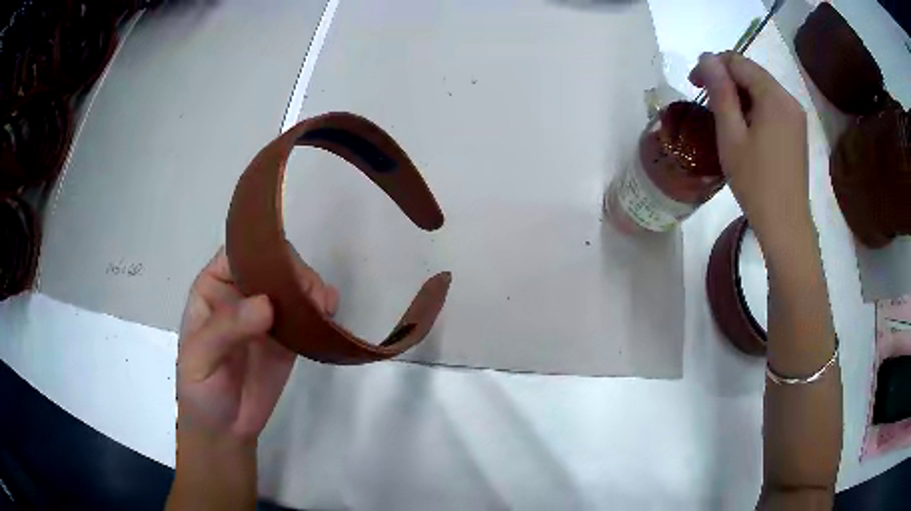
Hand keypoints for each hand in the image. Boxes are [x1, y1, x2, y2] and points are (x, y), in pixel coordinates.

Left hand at [177, 246, 338, 441]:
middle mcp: (241, 294)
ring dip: (311, 288)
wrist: (225, 429)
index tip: (283, 267)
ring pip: (292, 285)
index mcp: (214, 288)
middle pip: (271, 265)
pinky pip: (306, 314)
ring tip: (323, 307)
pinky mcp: (287, 337)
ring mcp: (266, 315)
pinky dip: (321, 308)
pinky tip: (328, 313)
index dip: (260, 251)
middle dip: (293, 272)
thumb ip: (225, 329)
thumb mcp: (200, 358)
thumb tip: (266, 304)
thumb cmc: (200, 390)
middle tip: (310, 295)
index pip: (238, 254)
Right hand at [689, 52, 811, 247]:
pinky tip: (746, 129)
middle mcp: (789, 99)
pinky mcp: (798, 131)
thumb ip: (720, 92)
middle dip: (726, 80)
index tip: (694, 85)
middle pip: (752, 73)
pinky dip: (755, 108)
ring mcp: (796, 116)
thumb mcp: (731, 136)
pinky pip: (772, 106)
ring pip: (762, 89)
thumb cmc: (756, 183)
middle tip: (707, 101)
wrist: (786, 225)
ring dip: (740, 95)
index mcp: (774, 96)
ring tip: (725, 118)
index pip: (737, 61)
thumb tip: (706, 57)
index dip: (712, 66)